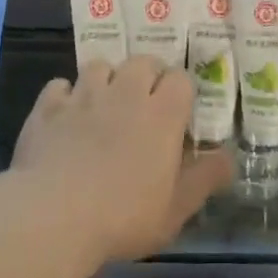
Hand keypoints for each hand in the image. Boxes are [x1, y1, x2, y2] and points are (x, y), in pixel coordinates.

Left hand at [11, 56, 232, 263]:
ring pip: (99, 66)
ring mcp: (83, 96)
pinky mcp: (48, 108)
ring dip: (106, 79)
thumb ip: (206, 178)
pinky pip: (59, 85)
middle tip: (144, 103)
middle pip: (142, 62)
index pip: (180, 78)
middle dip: (146, 76)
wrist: (52, 216)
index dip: (180, 91)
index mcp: (162, 112)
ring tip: (105, 104)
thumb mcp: (176, 208)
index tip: (178, 112)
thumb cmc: (124, 215)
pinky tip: (66, 114)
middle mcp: (125, 92)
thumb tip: (229, 158)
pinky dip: (65, 95)